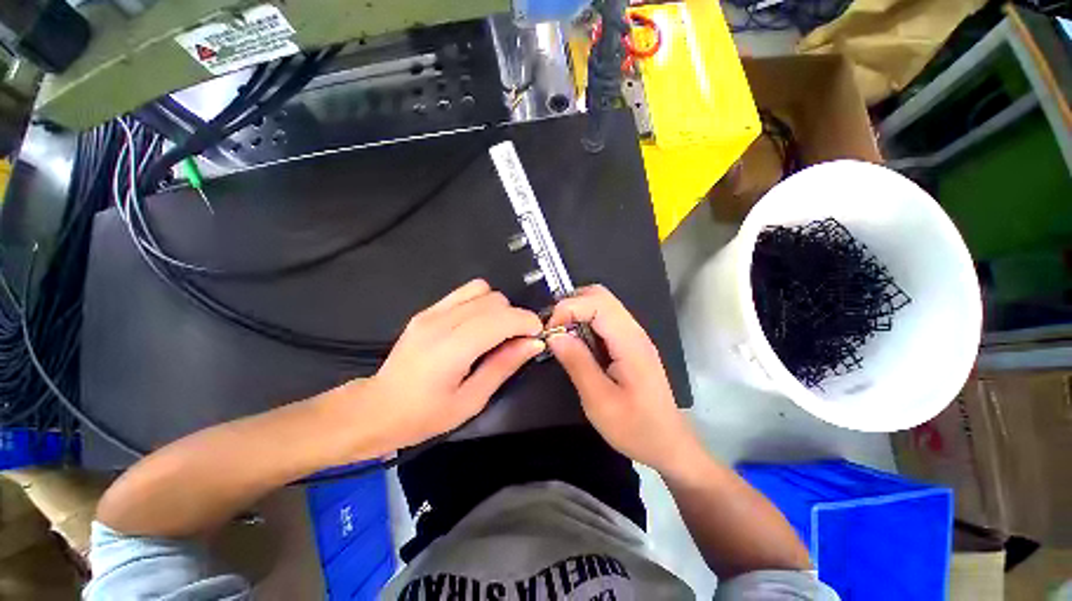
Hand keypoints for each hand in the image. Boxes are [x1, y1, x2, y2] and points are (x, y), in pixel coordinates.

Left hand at [356, 279, 543, 453]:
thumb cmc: (424, 415)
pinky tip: (479, 323)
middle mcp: (442, 322)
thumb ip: (504, 366)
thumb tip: (534, 344)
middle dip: (515, 317)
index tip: (537, 335)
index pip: (501, 318)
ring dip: (499, 308)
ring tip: (498, 331)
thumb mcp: (471, 400)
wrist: (377, 408)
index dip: (527, 322)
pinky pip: (465, 291)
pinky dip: (481, 302)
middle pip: (495, 301)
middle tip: (517, 341)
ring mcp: (432, 312)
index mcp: (452, 348)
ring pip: (483, 290)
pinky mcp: (428, 310)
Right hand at [546, 285, 699, 473]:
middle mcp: (634, 330)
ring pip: (602, 304)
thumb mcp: (599, 400)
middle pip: (600, 295)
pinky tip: (576, 343)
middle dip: (571, 304)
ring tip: (560, 336)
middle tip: (553, 329)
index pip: (597, 302)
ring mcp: (633, 336)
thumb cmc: (635, 428)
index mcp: (629, 341)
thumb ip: (577, 363)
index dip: (568, 308)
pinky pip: (604, 320)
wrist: (668, 444)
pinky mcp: (629, 344)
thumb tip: (554, 335)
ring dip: (577, 312)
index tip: (549, 332)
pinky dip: (584, 322)